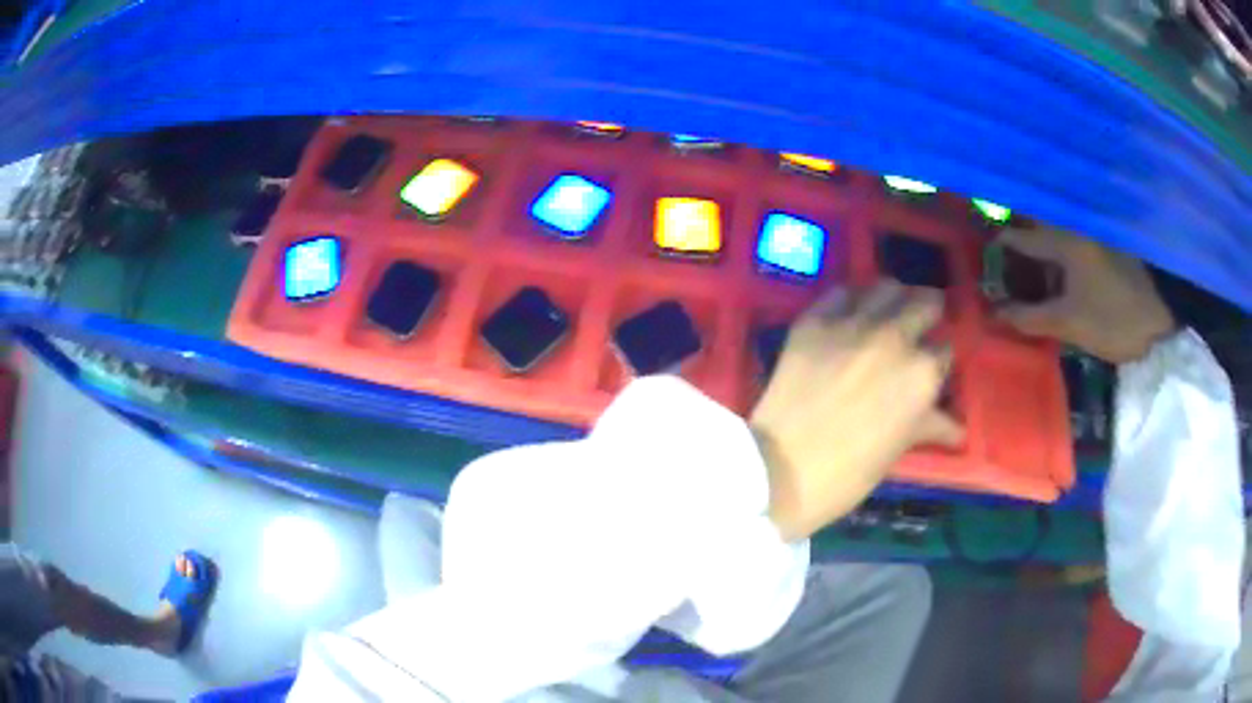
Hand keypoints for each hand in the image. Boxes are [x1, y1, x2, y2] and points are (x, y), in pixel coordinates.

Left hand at [751, 282, 963, 541]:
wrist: (780, 470)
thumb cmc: (848, 473)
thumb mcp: (898, 449)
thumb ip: (929, 425)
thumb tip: (958, 430)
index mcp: (922, 373)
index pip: (944, 352)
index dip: (938, 360)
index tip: (931, 366)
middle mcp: (895, 337)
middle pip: (924, 304)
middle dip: (928, 313)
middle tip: (921, 324)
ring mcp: (853, 324)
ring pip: (886, 289)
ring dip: (895, 298)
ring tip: (890, 311)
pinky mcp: (814, 321)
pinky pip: (841, 293)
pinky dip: (851, 301)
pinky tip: (850, 314)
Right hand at [995, 226, 1175, 363]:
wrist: (1160, 321)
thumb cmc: (1112, 318)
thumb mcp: (1069, 323)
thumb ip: (1030, 317)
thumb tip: (996, 314)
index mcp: (1062, 239)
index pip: (1018, 238)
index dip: (997, 252)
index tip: (983, 267)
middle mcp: (1073, 227)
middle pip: (1034, 232)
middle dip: (1017, 253)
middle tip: (1005, 276)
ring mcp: (1090, 236)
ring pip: (1053, 240)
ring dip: (1038, 259)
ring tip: (1029, 284)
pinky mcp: (1103, 249)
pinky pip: (1069, 249)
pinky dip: (1057, 263)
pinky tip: (1057, 284)